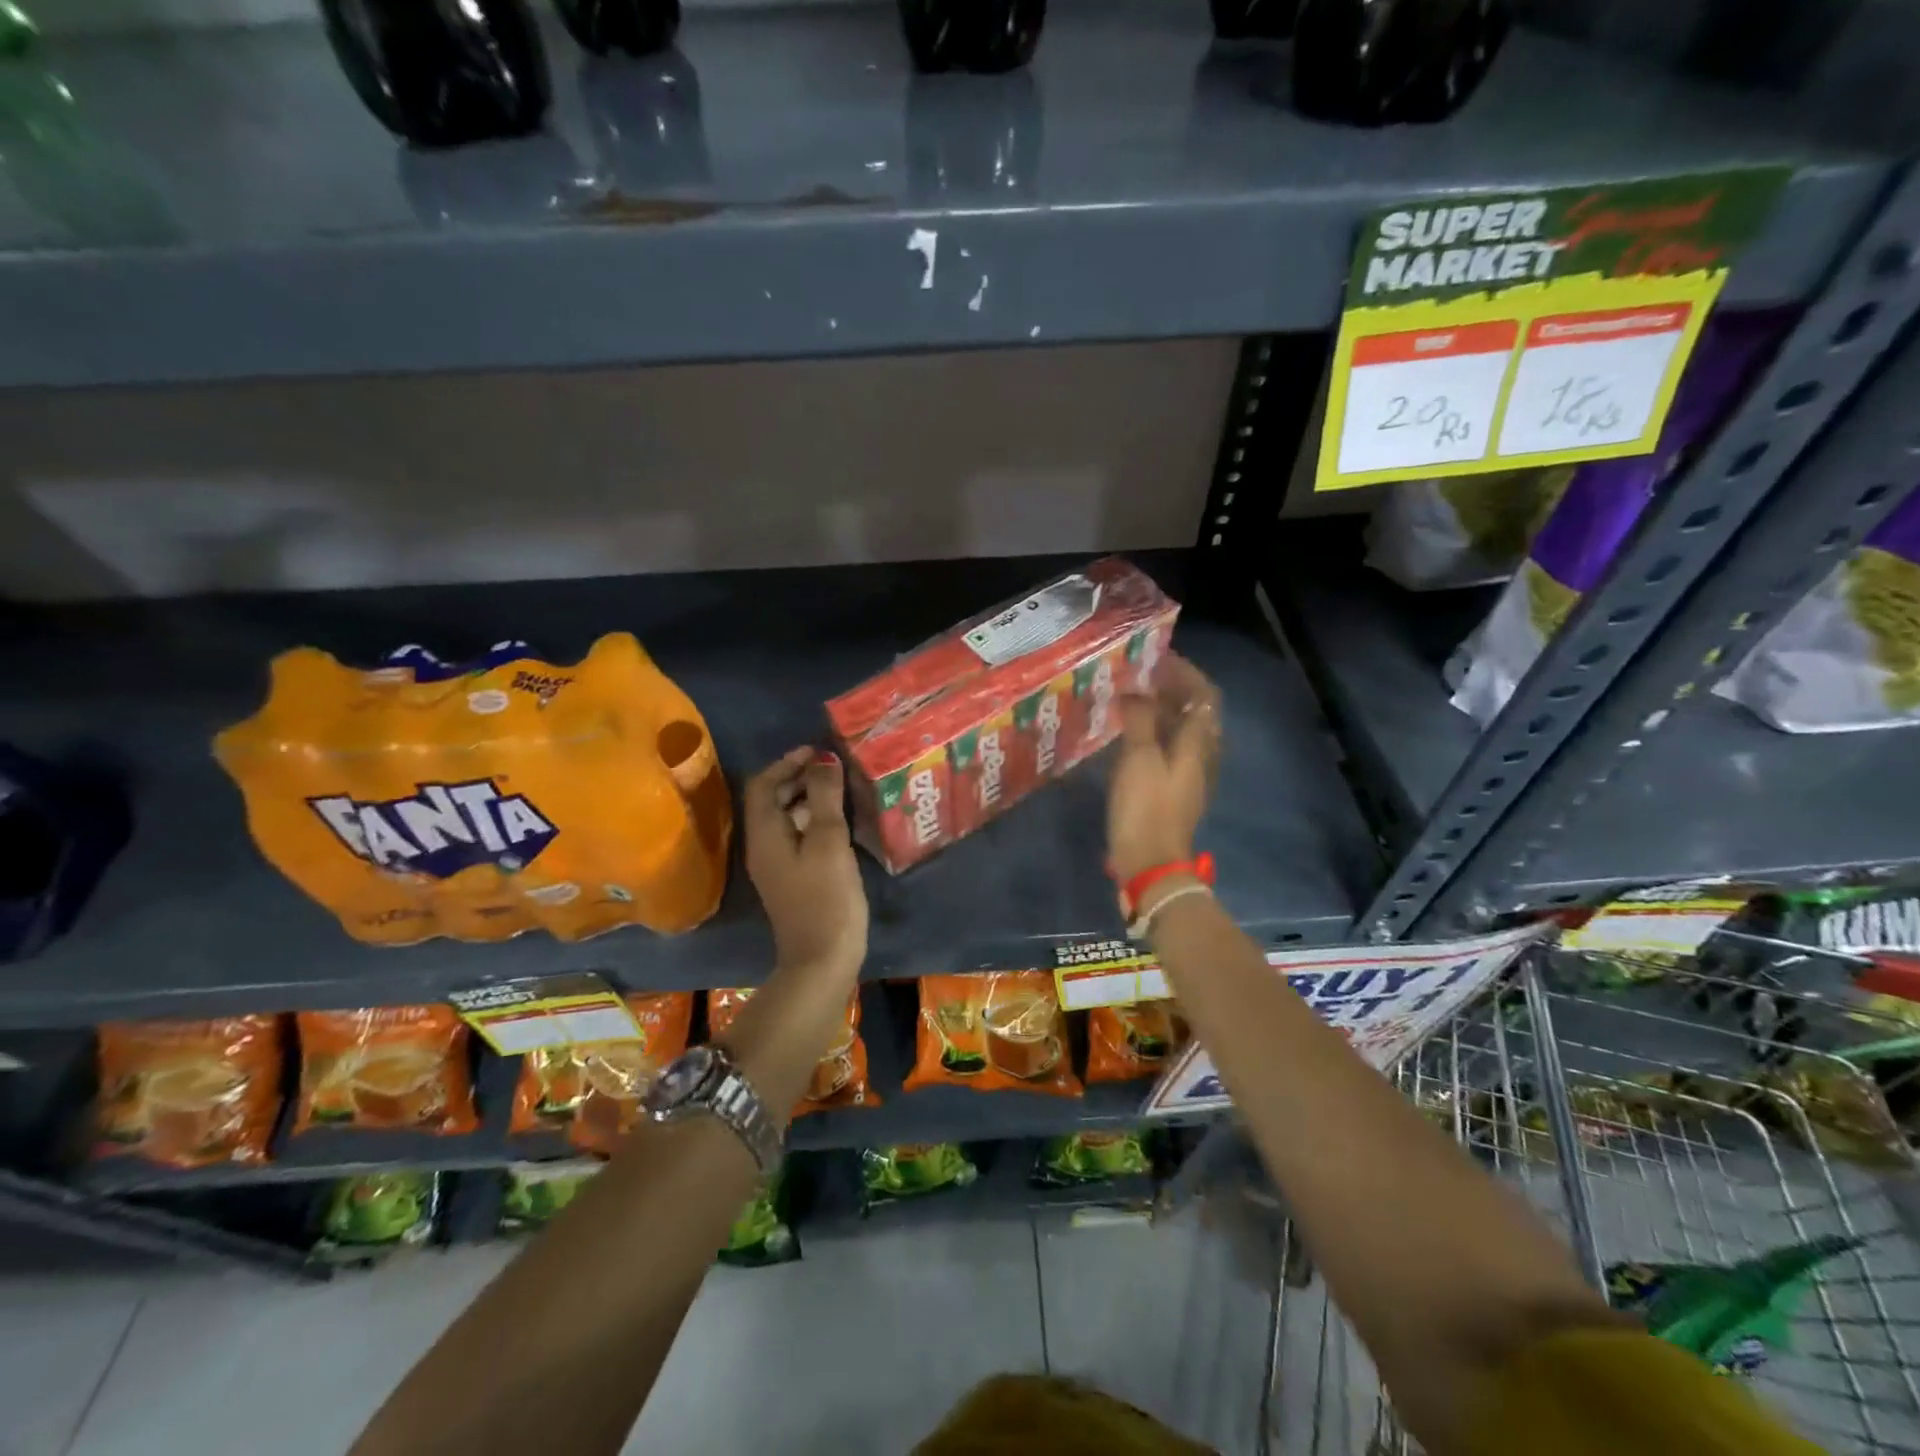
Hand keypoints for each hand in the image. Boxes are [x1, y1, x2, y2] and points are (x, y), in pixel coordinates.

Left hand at [743, 746, 869, 982]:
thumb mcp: (829, 841)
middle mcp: (763, 846)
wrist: (822, 960)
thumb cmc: (826, 897)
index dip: (787, 762)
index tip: (818, 750)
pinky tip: (842, 822)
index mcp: (764, 834)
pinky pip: (798, 837)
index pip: (763, 784)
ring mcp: (777, 866)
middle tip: (834, 766)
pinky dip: (815, 821)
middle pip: (773, 800)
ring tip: (842, 788)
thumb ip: (825, 796)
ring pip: (787, 819)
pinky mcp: (793, 879)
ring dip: (809, 799)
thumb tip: (823, 759)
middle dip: (799, 777)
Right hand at [1107, 653, 1221, 882]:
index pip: (1204, 693)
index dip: (1184, 672)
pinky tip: (1127, 732)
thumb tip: (1135, 691)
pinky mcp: (1174, 788)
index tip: (1155, 658)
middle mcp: (1202, 754)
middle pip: (1194, 710)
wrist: (1150, 863)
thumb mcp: (1138, 758)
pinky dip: (1152, 731)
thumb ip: (1139, 719)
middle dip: (1169, 688)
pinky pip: (1168, 747)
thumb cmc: (1146, 807)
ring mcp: (1189, 773)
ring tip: (1129, 697)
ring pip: (1180, 729)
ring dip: (1159, 709)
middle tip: (1137, 675)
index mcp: (1200, 742)